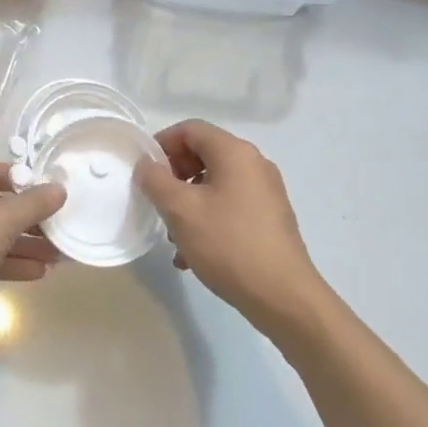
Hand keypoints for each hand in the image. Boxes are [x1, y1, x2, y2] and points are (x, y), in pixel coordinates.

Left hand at [0, 159, 65, 351]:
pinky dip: (5, 261)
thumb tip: (59, 189)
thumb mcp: (0, 221)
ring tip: (58, 256)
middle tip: (61, 231)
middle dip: (28, 220)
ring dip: (22, 244)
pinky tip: (37, 272)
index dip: (27, 183)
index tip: (55, 197)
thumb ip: (32, 205)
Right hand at [133, 119, 325, 335]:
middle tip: (156, 201)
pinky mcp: (269, 218)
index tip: (144, 171)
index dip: (161, 143)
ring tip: (172, 235)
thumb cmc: (228, 244)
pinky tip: (192, 254)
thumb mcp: (180, 210)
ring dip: (187, 202)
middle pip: (203, 154)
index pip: (190, 129)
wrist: (283, 297)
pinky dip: (206, 219)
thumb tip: (146, 165)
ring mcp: (265, 192)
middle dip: (173, 176)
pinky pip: (228, 206)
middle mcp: (254, 165)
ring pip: (214, 184)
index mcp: (235, 153)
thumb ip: (155, 180)